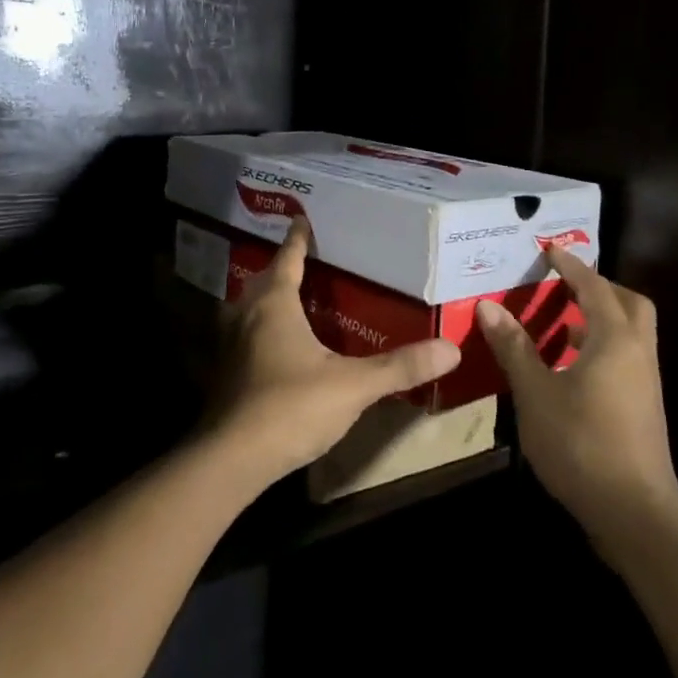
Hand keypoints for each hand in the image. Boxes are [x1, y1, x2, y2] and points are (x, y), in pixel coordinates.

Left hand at [207, 219, 461, 489]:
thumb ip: (399, 367)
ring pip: (250, 309)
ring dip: (269, 299)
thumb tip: (450, 349)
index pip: (288, 259)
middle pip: (265, 281)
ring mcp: (231, 345)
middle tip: (307, 260)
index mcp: (274, 304)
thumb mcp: (352, 385)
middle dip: (283, 268)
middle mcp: (246, 315)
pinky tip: (280, 346)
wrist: (231, 460)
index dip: (298, 239)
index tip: (301, 218)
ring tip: (294, 298)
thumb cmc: (291, 406)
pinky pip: (246, 335)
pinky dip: (262, 329)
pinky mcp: (226, 374)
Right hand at [478, 248, 677, 552]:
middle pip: (628, 303)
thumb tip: (488, 305)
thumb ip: (514, 347)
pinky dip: (602, 345)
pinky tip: (571, 367)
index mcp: (615, 339)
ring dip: (601, 317)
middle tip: (564, 285)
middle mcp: (637, 352)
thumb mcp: (536, 393)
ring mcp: (645, 382)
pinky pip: (626, 356)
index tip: (548, 250)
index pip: (594, 287)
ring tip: (562, 322)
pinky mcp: (644, 407)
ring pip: (630, 332)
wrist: (635, 514)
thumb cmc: (582, 444)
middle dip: (598, 287)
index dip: (570, 266)